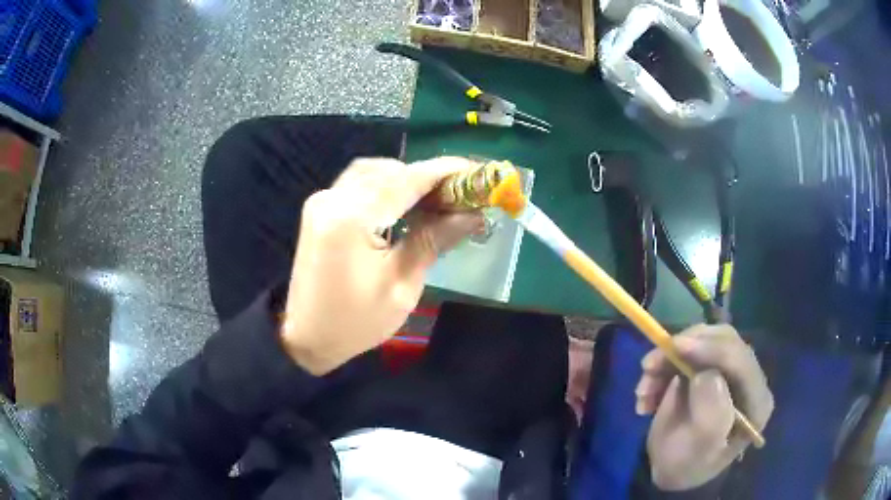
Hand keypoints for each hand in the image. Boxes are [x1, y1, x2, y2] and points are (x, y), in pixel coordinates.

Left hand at [279, 157, 483, 374]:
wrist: (306, 338)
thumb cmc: (355, 322)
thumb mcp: (401, 286)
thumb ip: (434, 240)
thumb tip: (472, 215)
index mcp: (351, 218)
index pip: (406, 180)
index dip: (444, 172)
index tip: (476, 172)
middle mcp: (332, 199)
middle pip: (388, 170)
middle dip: (426, 177)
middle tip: (458, 195)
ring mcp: (321, 201)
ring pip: (372, 173)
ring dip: (404, 180)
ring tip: (434, 201)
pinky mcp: (319, 209)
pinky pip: (358, 185)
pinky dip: (384, 188)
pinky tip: (403, 206)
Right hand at [635, 325, 773, 490]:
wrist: (673, 470)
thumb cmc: (687, 466)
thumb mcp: (699, 451)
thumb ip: (711, 416)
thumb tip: (706, 376)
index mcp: (756, 400)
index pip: (741, 360)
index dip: (711, 348)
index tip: (675, 347)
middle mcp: (747, 379)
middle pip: (722, 341)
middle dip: (683, 349)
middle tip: (649, 366)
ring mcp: (727, 370)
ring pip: (702, 341)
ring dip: (667, 360)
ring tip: (642, 391)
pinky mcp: (707, 367)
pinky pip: (686, 352)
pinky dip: (662, 366)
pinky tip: (647, 393)